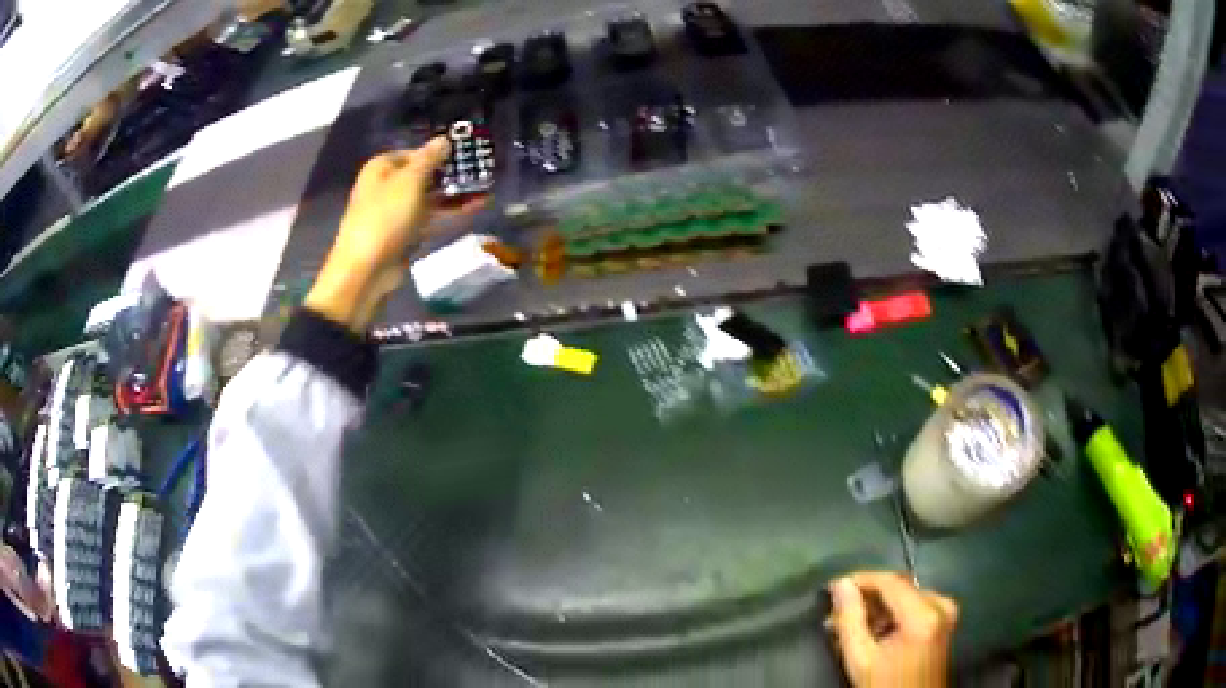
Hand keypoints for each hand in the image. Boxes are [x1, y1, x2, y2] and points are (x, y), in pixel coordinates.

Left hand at [305, 137, 484, 331]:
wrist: (366, 270)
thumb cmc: (385, 217)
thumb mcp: (410, 181)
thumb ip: (429, 158)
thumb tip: (444, 139)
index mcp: (381, 168)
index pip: (414, 152)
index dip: (438, 152)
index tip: (464, 153)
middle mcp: (387, 187)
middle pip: (423, 175)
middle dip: (450, 174)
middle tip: (481, 170)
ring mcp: (396, 212)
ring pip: (430, 198)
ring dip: (455, 195)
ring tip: (486, 189)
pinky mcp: (405, 235)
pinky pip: (431, 219)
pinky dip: (450, 214)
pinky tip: (475, 208)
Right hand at [829, 572, 957, 687]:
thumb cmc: (885, 686)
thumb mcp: (861, 659)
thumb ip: (850, 620)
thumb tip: (842, 585)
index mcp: (924, 614)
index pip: (890, 581)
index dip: (860, 580)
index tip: (833, 587)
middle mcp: (941, 604)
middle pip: (899, 587)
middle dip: (868, 596)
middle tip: (838, 611)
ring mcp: (946, 610)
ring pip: (906, 594)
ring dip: (879, 605)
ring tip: (852, 622)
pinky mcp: (945, 619)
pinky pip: (916, 603)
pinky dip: (893, 612)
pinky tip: (874, 628)